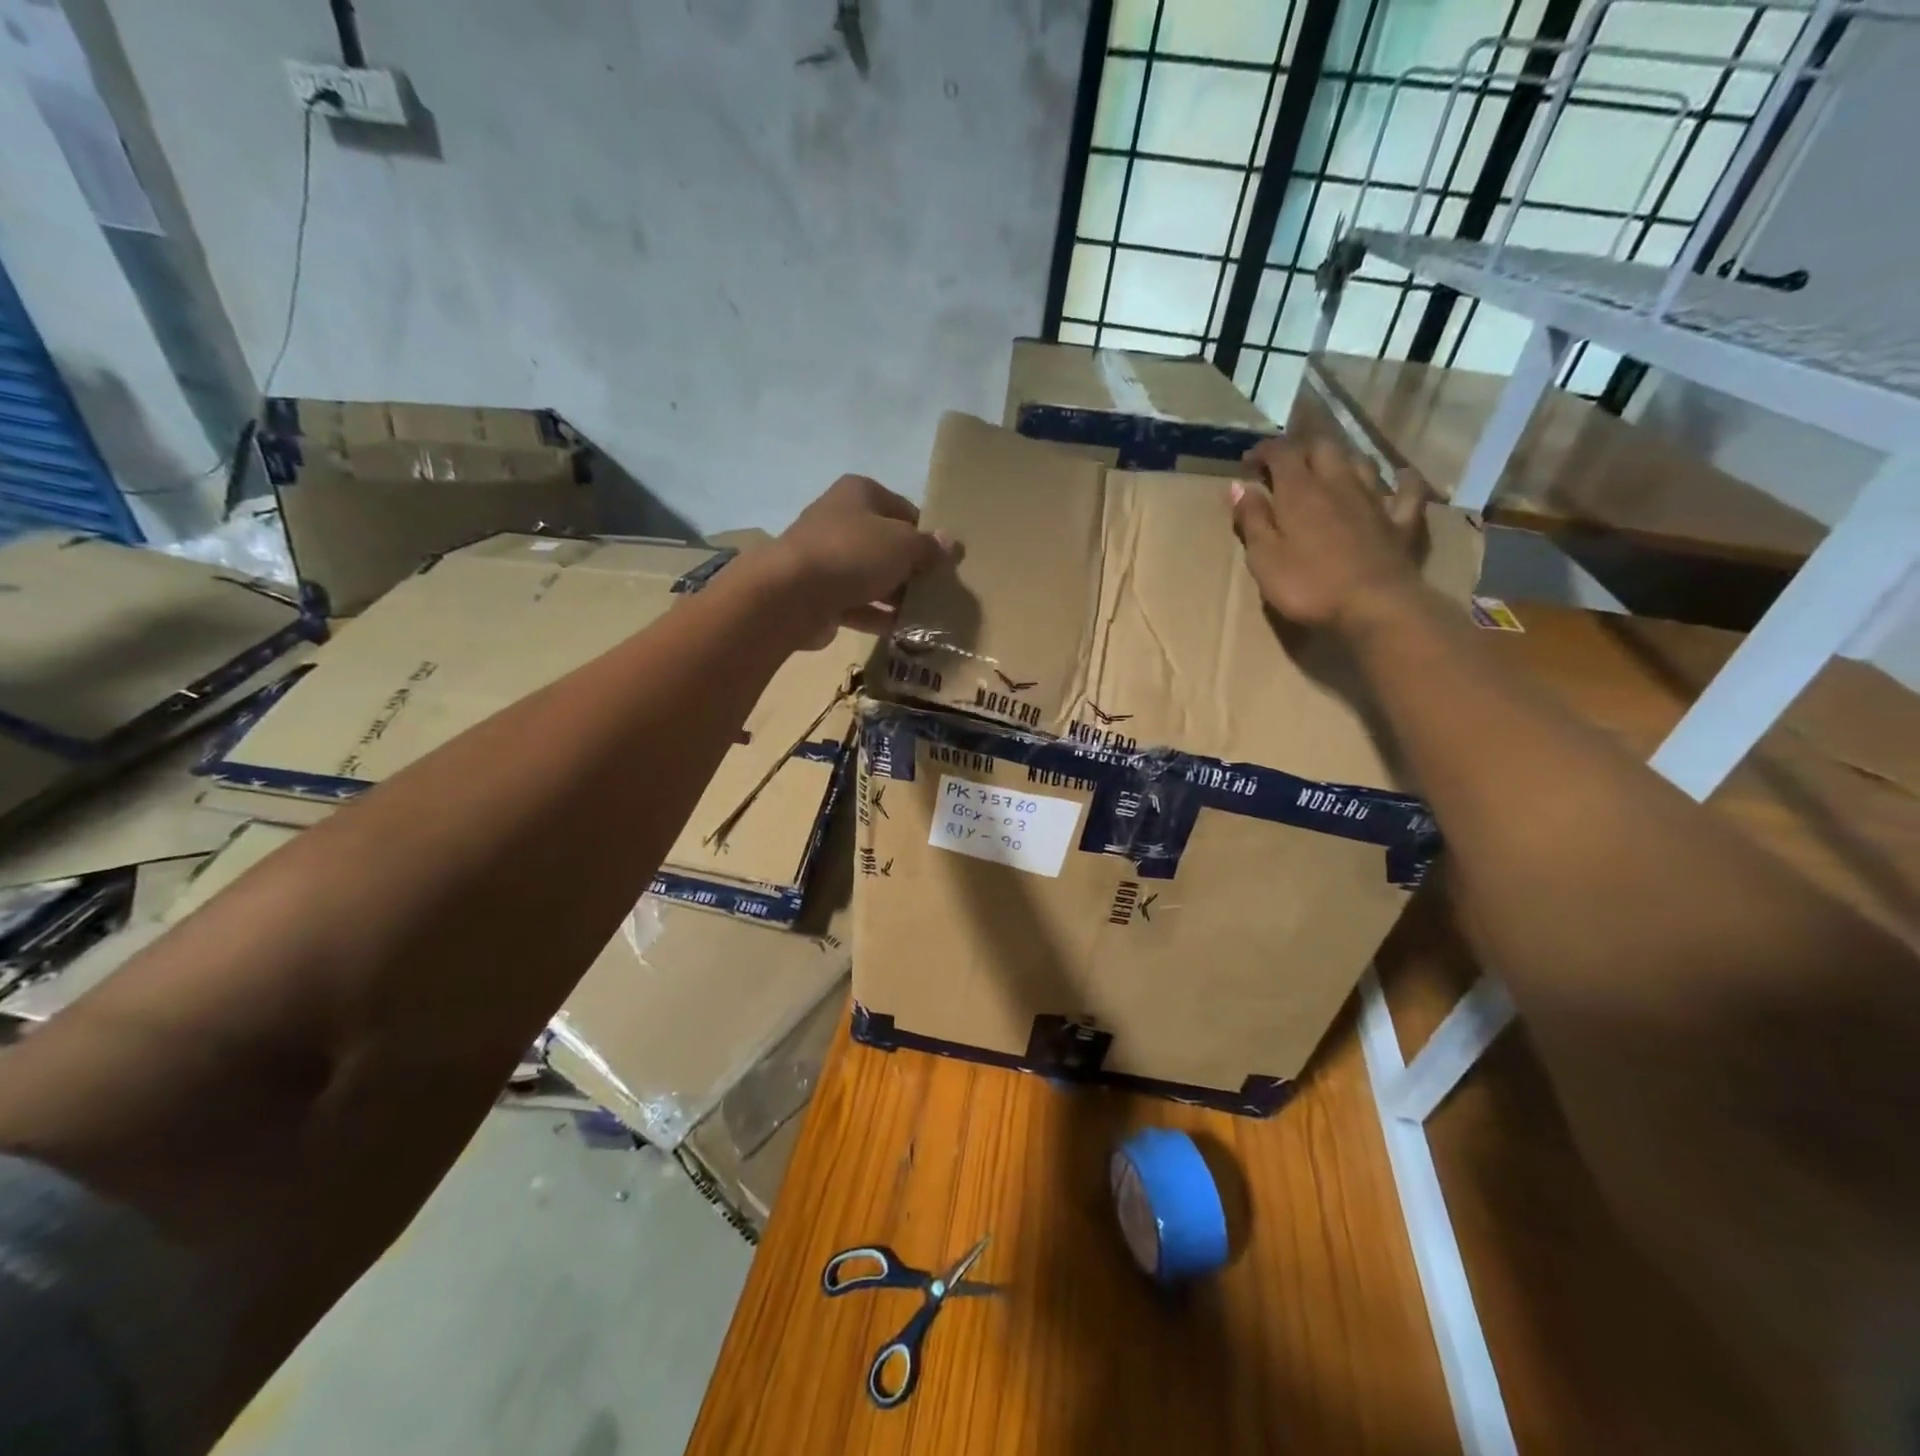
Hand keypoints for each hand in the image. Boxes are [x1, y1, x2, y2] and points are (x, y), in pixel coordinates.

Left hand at [768, 474, 956, 645]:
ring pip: (871, 576)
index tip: (945, 561)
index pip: (904, 510)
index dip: (926, 534)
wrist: (791, 594)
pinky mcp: (818, 594)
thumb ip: (929, 547)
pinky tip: (902, 631)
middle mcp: (839, 520)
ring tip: (926, 615)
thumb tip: (952, 544)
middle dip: (911, 569)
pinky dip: (877, 616)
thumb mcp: (903, 545)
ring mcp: (826, 558)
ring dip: (896, 595)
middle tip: (938, 591)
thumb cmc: (853, 554)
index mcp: (859, 493)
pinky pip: (857, 604)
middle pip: (886, 544)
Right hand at [1230, 436, 1428, 636]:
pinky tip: (1399, 478)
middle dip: (1301, 449)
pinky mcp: (1400, 522)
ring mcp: (1374, 500)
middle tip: (1284, 466)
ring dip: (1341, 459)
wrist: (1373, 606)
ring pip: (1360, 462)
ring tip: (1328, 470)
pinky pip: (1406, 491)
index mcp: (1300, 492)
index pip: (1280, 453)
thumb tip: (1239, 486)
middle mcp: (1338, 483)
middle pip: (1322, 447)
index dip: (1263, 451)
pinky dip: (1401, 480)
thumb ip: (1252, 520)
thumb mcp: (1264, 557)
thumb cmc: (1308, 585)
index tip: (1247, 463)